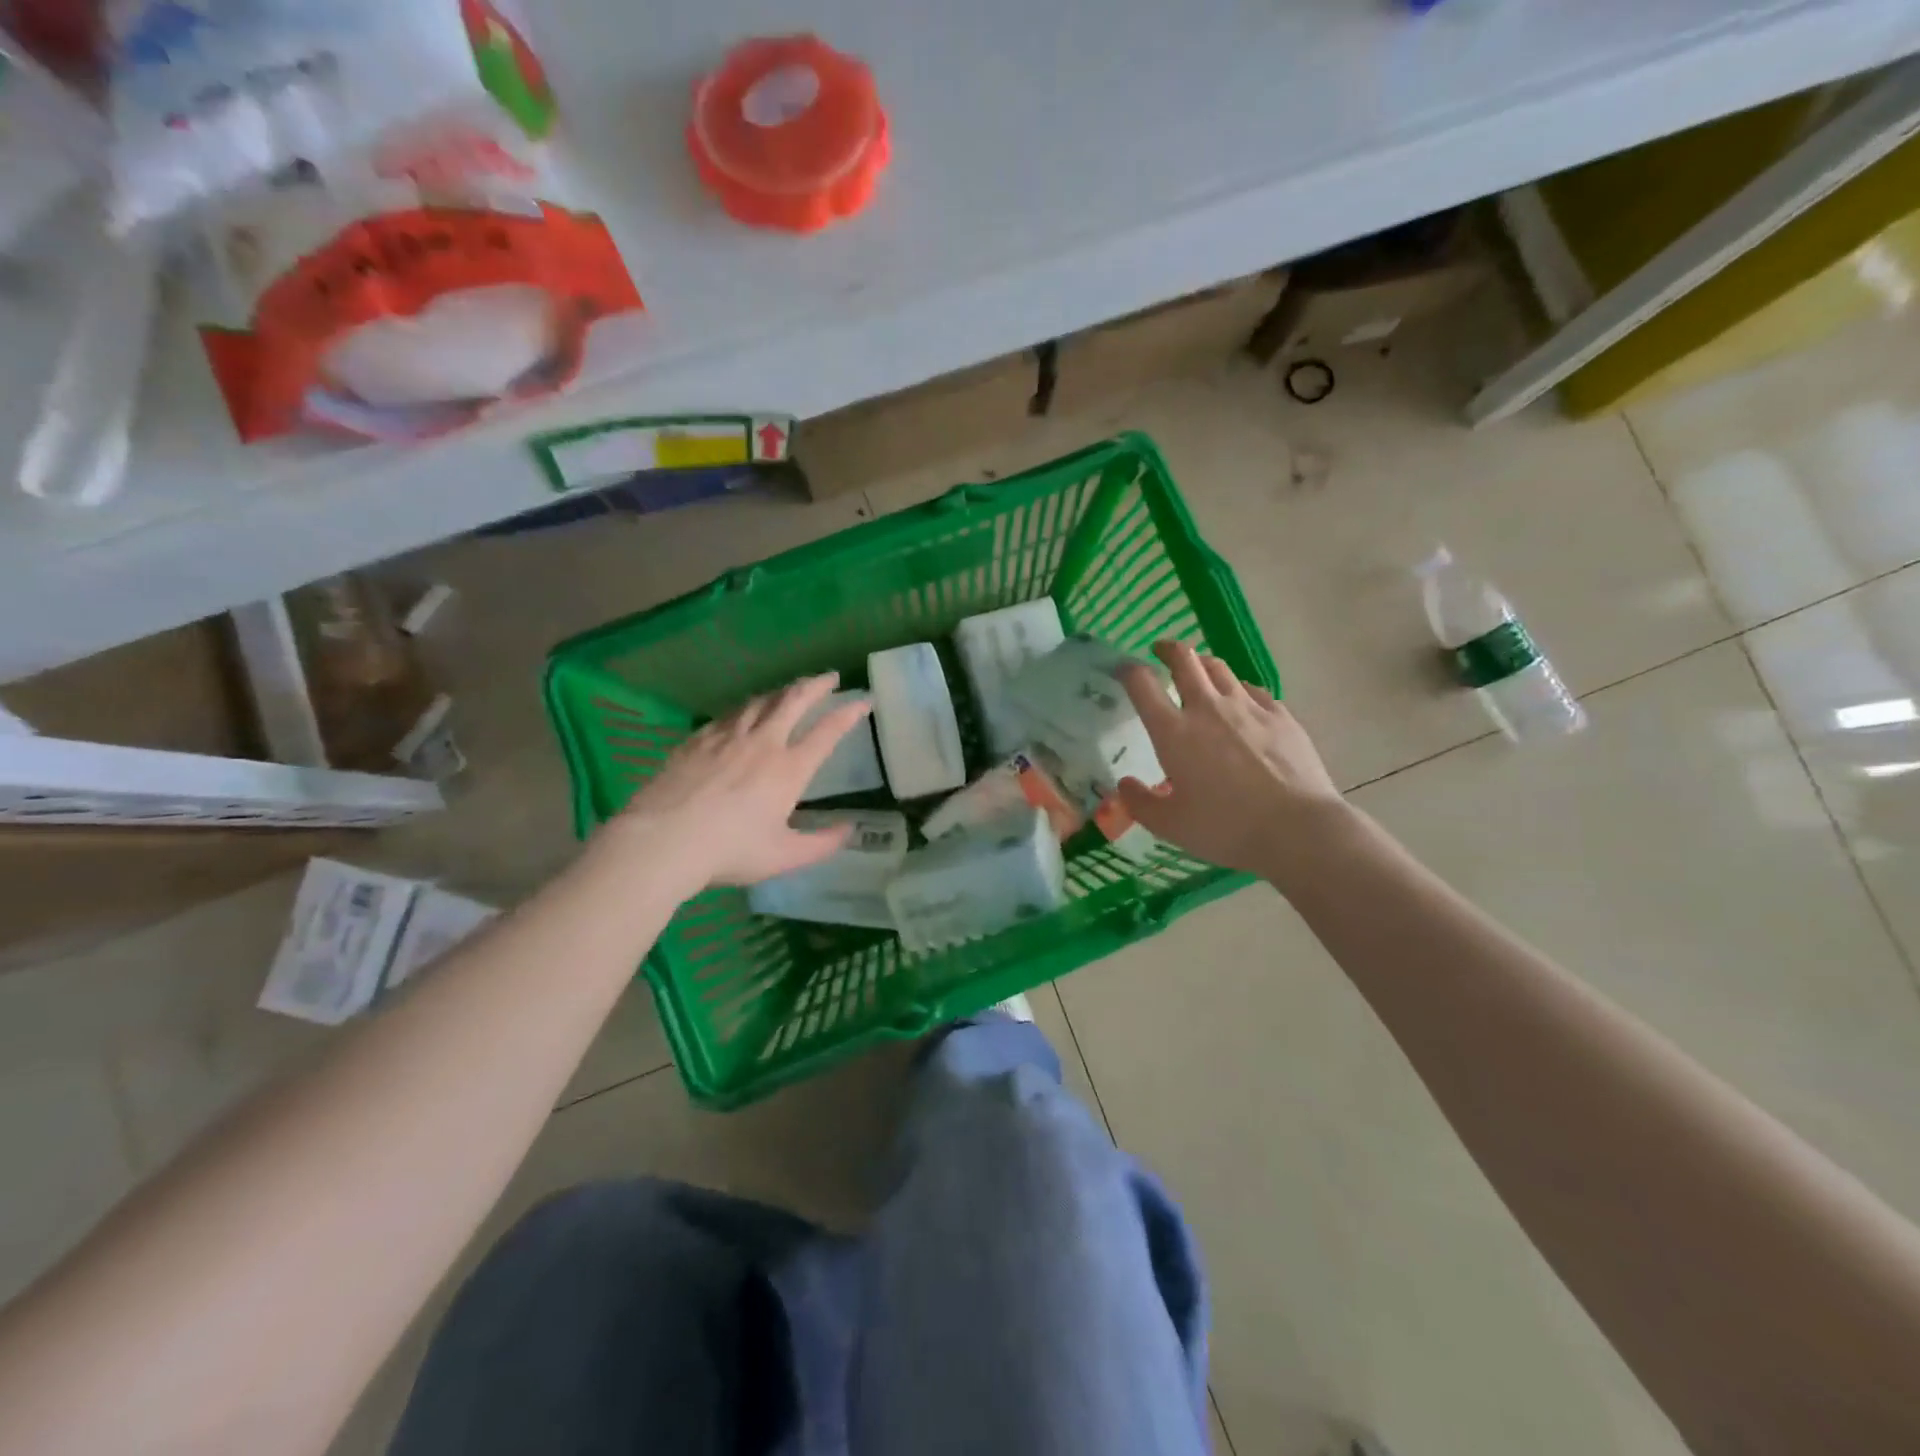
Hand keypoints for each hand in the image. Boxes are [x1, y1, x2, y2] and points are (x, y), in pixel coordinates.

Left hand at [609, 674, 872, 892]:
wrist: (663, 840)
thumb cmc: (730, 851)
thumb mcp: (785, 856)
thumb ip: (822, 843)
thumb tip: (850, 829)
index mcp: (789, 769)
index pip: (827, 731)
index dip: (849, 712)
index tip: (863, 701)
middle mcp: (762, 743)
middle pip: (794, 700)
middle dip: (816, 685)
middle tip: (829, 677)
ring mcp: (726, 737)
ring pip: (760, 701)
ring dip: (781, 692)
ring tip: (790, 690)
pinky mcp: (697, 739)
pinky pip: (728, 715)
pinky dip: (746, 709)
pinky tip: (743, 713)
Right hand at [1117, 641, 1347, 883]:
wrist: (1297, 828)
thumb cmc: (1226, 827)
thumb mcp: (1170, 826)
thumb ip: (1140, 803)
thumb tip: (1124, 784)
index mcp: (1174, 731)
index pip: (1142, 684)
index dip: (1128, 671)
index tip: (1123, 671)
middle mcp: (1208, 708)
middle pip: (1185, 659)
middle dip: (1168, 649)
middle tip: (1161, 651)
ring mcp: (1248, 707)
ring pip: (1219, 668)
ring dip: (1203, 664)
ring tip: (1199, 671)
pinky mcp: (1280, 715)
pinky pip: (1252, 689)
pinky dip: (1238, 689)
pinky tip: (1240, 701)